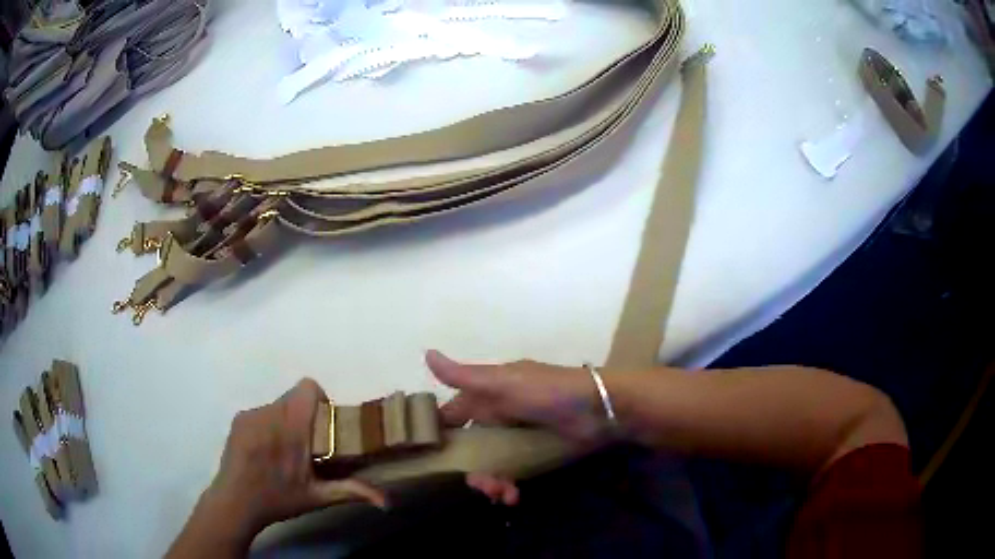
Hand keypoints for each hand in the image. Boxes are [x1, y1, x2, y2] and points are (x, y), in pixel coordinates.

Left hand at [167, 379, 385, 557]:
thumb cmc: (278, 499)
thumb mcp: (318, 497)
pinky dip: (268, 426)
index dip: (321, 400)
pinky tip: (265, 452)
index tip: (325, 426)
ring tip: (283, 452)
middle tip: (308, 445)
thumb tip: (387, 501)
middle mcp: (270, 412)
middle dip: (306, 416)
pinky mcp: (238, 419)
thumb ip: (352, 491)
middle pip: (295, 398)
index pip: (309, 388)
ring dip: (286, 421)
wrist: (234, 502)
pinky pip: (261, 413)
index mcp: (292, 427)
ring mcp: (251, 414)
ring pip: (278, 405)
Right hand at [426, 350, 610, 505]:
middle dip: (470, 469)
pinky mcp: (534, 456)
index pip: (453, 416)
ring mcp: (517, 439)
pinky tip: (513, 497)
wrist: (600, 409)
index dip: (440, 435)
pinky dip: (509, 487)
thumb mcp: (504, 383)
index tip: (428, 460)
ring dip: (490, 482)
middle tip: (480, 486)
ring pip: (490, 465)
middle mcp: (498, 417)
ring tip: (501, 494)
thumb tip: (425, 353)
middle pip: (471, 449)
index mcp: (487, 397)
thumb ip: (465, 376)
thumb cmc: (549, 393)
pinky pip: (512, 474)